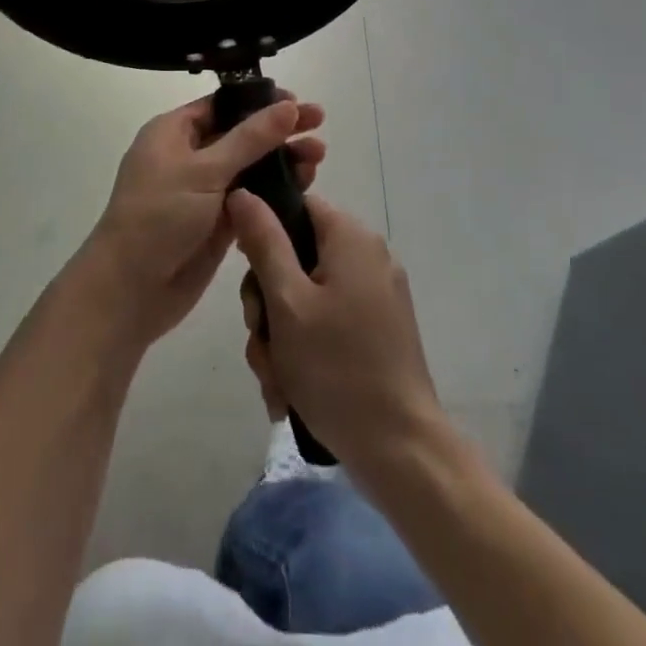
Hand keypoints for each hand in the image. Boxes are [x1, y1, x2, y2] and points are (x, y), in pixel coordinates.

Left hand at [76, 95, 324, 348]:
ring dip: (282, 161)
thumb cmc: (159, 216)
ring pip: (250, 167)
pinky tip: (305, 188)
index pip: (222, 105)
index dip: (259, 101)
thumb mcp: (204, 170)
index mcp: (173, 132)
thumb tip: (287, 106)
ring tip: (318, 157)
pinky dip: (275, 192)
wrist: (130, 290)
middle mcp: (188, 156)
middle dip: (278, 130)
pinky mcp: (217, 223)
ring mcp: (203, 191)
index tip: (296, 102)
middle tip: (319, 124)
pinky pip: (251, 198)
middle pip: (241, 134)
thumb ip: (250, 139)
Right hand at [227, 191, 442, 468]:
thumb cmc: (337, 368)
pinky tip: (291, 392)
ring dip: (281, 337)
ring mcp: (376, 296)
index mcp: (351, 238)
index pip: (296, 206)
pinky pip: (328, 323)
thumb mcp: (287, 302)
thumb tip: (242, 192)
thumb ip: (263, 241)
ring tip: (277, 381)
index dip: (263, 234)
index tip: (249, 278)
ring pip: (306, 297)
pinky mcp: (379, 331)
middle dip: (268, 304)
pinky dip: (305, 351)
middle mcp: (368, 257)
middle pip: (296, 257)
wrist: (402, 453)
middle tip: (262, 342)